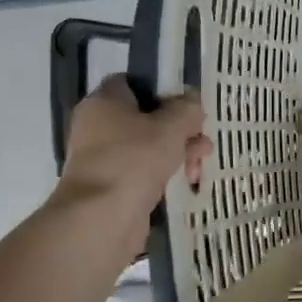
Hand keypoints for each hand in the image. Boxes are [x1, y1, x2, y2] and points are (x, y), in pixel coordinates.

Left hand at [54, 76, 209, 209]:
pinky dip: (166, 174)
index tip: (188, 102)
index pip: (132, 82)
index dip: (162, 89)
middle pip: (147, 117)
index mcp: (104, 102)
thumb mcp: (171, 126)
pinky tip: (188, 181)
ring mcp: (105, 158)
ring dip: (179, 152)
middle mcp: (99, 126)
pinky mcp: (114, 185)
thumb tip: (192, 101)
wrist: (102, 218)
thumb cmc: (134, 159)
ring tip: (200, 166)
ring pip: (149, 146)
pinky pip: (145, 171)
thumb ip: (187, 109)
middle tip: (203, 138)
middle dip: (180, 128)